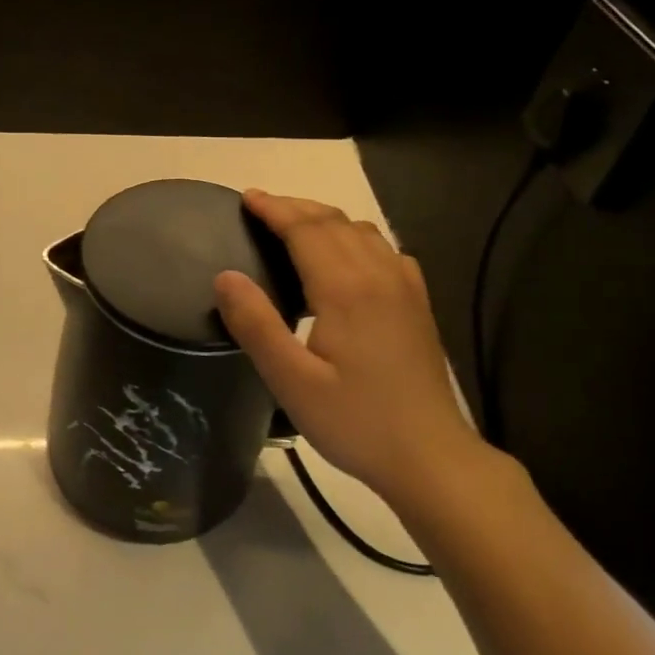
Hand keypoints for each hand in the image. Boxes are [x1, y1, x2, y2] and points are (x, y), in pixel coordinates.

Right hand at [214, 190, 485, 510]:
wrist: (430, 457)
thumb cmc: (355, 421)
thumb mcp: (292, 381)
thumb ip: (256, 325)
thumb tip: (224, 275)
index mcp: (345, 289)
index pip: (305, 229)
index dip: (274, 209)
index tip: (246, 197)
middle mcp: (378, 275)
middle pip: (334, 222)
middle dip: (296, 207)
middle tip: (262, 206)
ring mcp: (404, 288)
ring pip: (363, 232)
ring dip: (326, 219)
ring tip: (297, 224)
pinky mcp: (418, 305)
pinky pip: (386, 251)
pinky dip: (358, 238)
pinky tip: (352, 257)